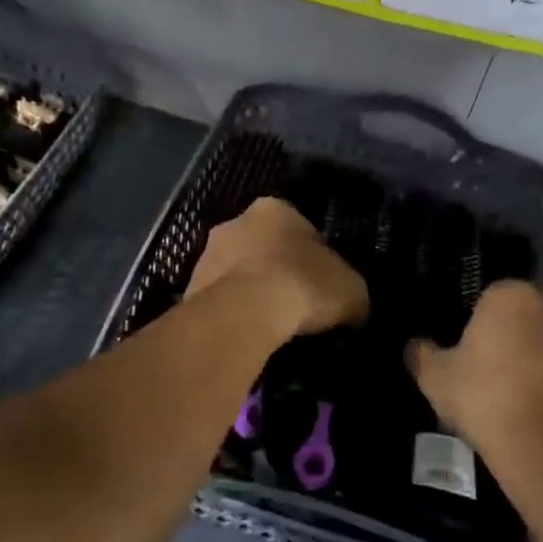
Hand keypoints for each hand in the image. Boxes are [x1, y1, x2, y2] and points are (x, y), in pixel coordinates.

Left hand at [187, 198, 368, 338]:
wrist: (244, 312)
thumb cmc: (303, 285)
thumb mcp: (351, 289)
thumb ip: (350, 290)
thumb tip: (352, 306)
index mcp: (275, 208)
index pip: (302, 229)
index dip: (316, 258)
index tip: (322, 286)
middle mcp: (235, 221)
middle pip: (265, 247)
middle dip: (278, 270)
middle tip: (297, 305)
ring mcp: (206, 253)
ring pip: (238, 272)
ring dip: (252, 292)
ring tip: (272, 325)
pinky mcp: (189, 287)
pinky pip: (221, 299)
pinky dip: (234, 313)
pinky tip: (249, 333)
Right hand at [407, 281, 542, 490]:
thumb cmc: (486, 400)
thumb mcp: (436, 379)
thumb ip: (423, 355)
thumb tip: (415, 346)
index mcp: (511, 296)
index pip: (492, 299)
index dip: (482, 327)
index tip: (473, 355)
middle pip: (532, 317)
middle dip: (521, 338)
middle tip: (501, 375)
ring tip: (531, 399)